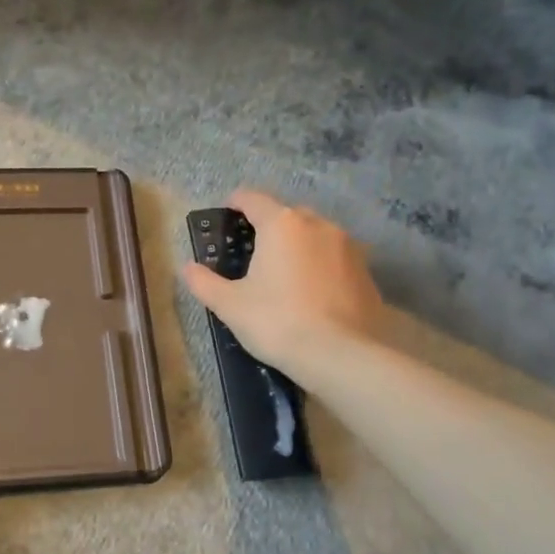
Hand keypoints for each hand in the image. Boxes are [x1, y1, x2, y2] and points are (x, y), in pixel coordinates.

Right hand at [180, 189, 384, 369]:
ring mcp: (348, 246)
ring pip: (314, 234)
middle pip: (286, 213)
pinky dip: (319, 264)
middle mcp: (317, 224)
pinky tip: (310, 291)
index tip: (225, 215)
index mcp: (281, 224)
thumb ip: (204, 282)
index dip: (235, 202)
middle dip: (268, 225)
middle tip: (252, 251)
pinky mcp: (366, 270)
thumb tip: (188, 268)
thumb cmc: (277, 321)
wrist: (341, 355)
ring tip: (283, 271)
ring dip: (297, 244)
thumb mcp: (230, 305)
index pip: (252, 198)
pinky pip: (334, 256)